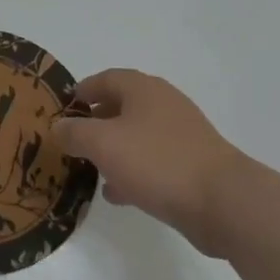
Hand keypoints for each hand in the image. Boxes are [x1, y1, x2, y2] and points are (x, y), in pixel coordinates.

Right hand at [55, 69, 248, 256]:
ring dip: (114, 149)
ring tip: (91, 169)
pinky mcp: (192, 163)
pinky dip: (133, 170)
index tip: (64, 107)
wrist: (222, 200)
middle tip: (74, 140)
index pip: (105, 78)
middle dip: (97, 122)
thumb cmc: (156, 162)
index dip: (82, 90)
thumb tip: (58, 126)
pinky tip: (119, 193)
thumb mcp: (103, 144)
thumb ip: (75, 133)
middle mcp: (163, 103)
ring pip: (137, 135)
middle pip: (122, 105)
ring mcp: (181, 133)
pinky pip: (153, 160)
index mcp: (142, 89)